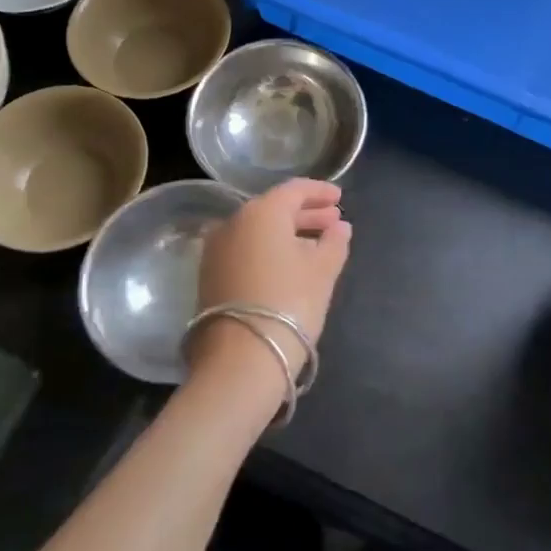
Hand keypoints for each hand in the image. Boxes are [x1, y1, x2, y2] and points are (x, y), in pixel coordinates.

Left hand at [190, 179, 350, 385]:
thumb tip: (340, 227)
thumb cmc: (289, 303)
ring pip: (258, 231)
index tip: (340, 198)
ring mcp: (216, 250)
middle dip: (306, 214)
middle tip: (333, 222)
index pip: (294, 190)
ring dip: (287, 234)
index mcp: (262, 212)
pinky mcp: (209, 276)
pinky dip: (268, 250)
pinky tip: (289, 265)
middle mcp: (234, 222)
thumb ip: (334, 243)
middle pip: (274, 209)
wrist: (239, 360)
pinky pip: (246, 250)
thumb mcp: (322, 272)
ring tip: (316, 245)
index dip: (320, 192)